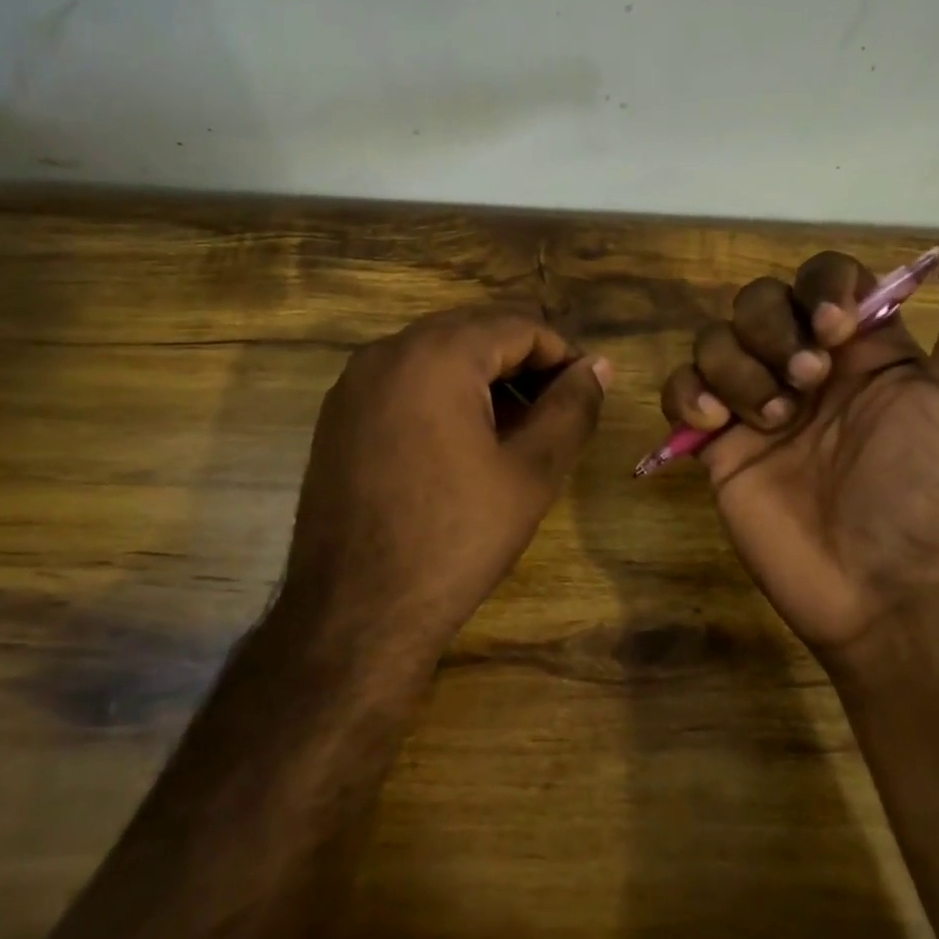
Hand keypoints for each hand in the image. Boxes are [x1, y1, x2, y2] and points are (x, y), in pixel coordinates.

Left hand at [285, 305, 610, 662]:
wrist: (356, 613)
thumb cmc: (455, 538)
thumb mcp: (531, 472)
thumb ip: (571, 408)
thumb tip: (599, 366)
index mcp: (436, 355)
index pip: (518, 325)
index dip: (563, 354)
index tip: (587, 392)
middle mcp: (387, 352)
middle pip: (474, 332)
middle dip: (523, 363)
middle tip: (556, 411)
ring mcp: (354, 383)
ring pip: (437, 355)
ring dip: (484, 378)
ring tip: (517, 429)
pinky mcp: (338, 416)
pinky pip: (404, 382)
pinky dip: (443, 394)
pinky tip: (464, 442)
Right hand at [659, 225, 938, 668]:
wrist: (884, 589)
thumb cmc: (932, 491)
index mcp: (864, 349)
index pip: (824, 277)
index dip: (820, 287)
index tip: (835, 329)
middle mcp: (806, 368)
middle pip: (758, 301)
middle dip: (773, 331)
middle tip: (807, 384)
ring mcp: (755, 405)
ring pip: (715, 340)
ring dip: (736, 368)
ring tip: (771, 420)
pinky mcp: (717, 445)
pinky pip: (680, 390)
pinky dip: (687, 395)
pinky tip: (715, 425)